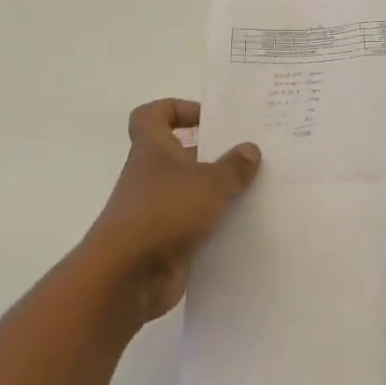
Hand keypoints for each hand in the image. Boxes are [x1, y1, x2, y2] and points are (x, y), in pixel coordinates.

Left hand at [82, 99, 261, 329]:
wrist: (129, 274)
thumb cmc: (164, 212)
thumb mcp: (209, 183)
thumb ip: (233, 167)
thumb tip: (250, 149)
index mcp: (152, 150)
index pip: (153, 115)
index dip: (177, 109)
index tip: (209, 119)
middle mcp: (151, 176)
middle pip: (180, 154)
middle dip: (213, 154)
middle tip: (249, 155)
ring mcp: (157, 211)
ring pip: (191, 192)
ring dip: (219, 192)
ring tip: (257, 190)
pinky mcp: (167, 241)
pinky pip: (196, 225)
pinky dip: (216, 225)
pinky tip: (246, 226)